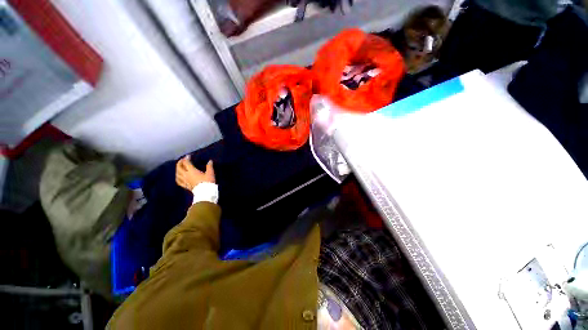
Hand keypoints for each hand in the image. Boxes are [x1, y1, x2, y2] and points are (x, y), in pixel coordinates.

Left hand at [175, 156, 214, 190]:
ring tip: (179, 167)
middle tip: (183, 160)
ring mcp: (185, 181)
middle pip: (179, 167)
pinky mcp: (185, 186)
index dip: (187, 158)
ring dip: (177, 169)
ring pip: (177, 174)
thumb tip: (210, 161)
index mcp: (192, 171)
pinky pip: (179, 181)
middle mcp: (186, 175)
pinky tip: (178, 177)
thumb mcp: (210, 173)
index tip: (189, 156)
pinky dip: (177, 177)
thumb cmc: (208, 182)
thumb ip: (209, 166)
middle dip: (180, 162)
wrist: (205, 192)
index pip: (186, 163)